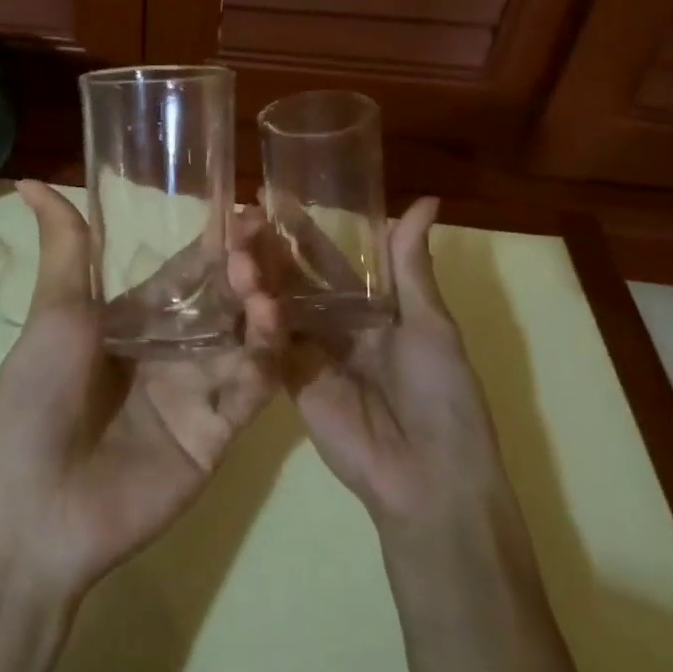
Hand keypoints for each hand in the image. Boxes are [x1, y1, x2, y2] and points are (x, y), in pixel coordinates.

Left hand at [0, 182, 278, 601]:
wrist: (31, 505)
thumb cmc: (35, 396)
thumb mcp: (55, 313)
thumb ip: (66, 248)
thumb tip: (29, 181)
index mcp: (132, 323)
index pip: (186, 275)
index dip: (215, 246)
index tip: (246, 212)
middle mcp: (168, 354)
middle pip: (222, 304)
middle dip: (244, 271)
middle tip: (262, 240)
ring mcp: (194, 395)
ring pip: (242, 343)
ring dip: (258, 310)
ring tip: (261, 283)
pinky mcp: (215, 436)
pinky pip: (248, 392)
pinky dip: (263, 360)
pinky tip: (268, 327)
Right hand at [255, 197, 501, 533]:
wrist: (428, 475)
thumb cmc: (442, 393)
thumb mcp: (431, 323)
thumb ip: (411, 266)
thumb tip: (425, 201)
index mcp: (371, 308)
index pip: (329, 260)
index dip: (303, 231)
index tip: (273, 196)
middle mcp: (335, 325)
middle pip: (295, 279)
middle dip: (269, 249)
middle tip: (239, 214)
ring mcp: (309, 352)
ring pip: (276, 305)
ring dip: (255, 276)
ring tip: (231, 242)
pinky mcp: (289, 380)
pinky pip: (267, 343)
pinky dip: (253, 318)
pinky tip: (234, 286)